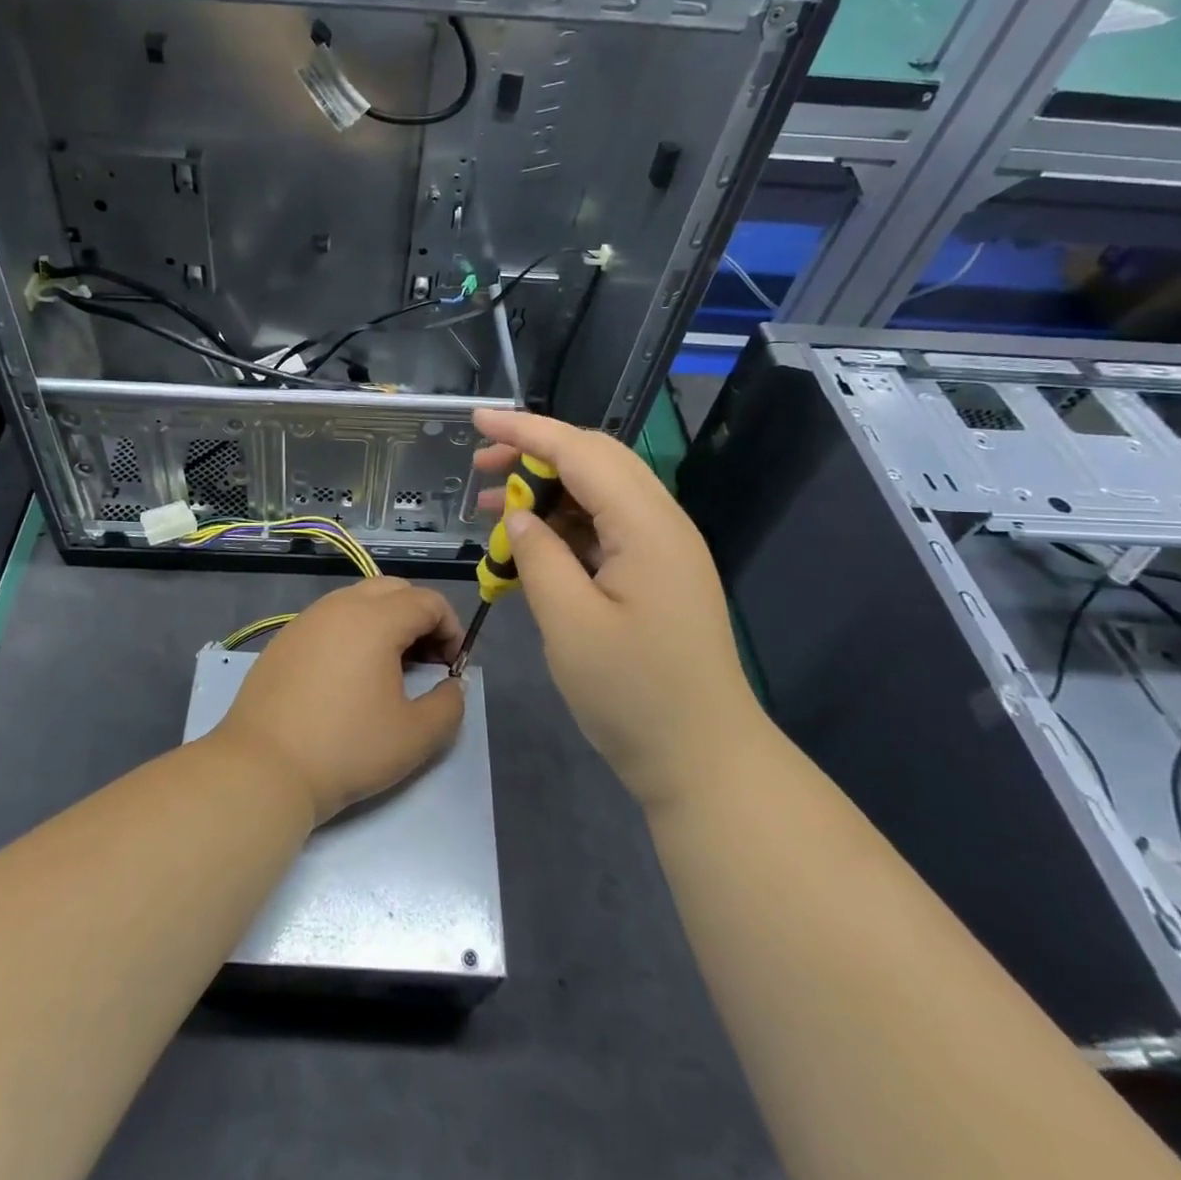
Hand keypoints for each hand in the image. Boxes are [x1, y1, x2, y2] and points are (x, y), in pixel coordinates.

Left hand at [213, 577, 465, 825]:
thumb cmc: (346, 749)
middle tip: (425, 661)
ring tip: (388, 669)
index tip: (451, 666)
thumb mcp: (416, 736)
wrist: (264, 768)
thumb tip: (452, 685)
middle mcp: (340, 606)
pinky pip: (330, 619)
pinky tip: (348, 677)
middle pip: (393, 590)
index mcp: (375, 619)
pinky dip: (352, 633)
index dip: (451, 629)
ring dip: (384, 622)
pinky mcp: (284, 639)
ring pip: (358, 601)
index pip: (427, 601)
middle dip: (419, 617)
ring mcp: (307, 620)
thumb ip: (449, 705)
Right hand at [472, 407, 757, 807]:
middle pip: (595, 460)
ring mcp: (662, 548)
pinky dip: (562, 525)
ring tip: (489, 505)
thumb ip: (539, 556)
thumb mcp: (570, 623)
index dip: (526, 431)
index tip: (477, 419)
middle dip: (534, 453)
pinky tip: (527, 545)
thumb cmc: (634, 695)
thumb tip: (518, 515)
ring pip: (598, 492)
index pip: (581, 452)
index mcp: (647, 527)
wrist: (703, 759)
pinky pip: (604, 527)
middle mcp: (662, 523)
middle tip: (479, 467)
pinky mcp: (656, 573)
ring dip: (545, 490)